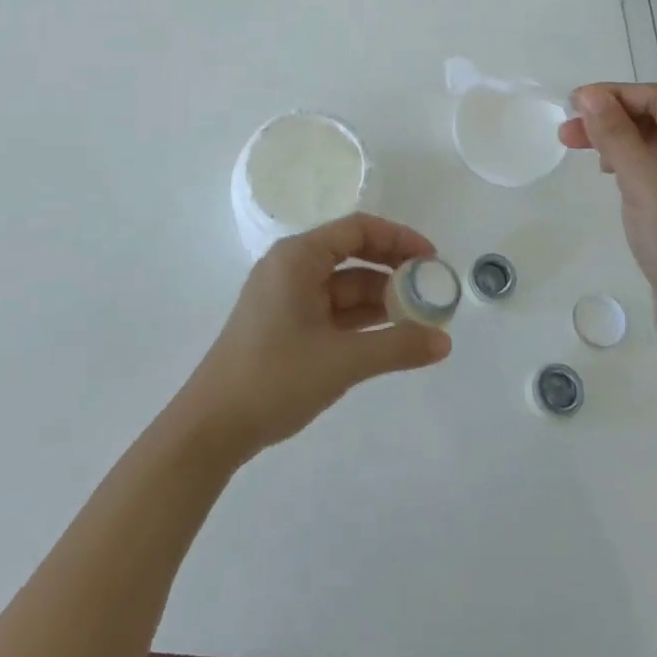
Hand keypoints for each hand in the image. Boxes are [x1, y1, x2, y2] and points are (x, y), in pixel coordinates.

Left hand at [175, 213, 452, 461]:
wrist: (212, 427)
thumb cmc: (274, 378)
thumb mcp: (342, 361)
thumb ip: (397, 347)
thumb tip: (445, 342)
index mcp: (298, 257)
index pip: (357, 229)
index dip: (398, 239)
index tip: (432, 258)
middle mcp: (291, 267)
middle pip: (352, 254)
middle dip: (393, 269)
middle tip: (431, 288)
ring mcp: (286, 297)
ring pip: (344, 286)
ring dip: (380, 298)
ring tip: (420, 317)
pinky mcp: (285, 324)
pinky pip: (332, 309)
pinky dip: (361, 319)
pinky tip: (390, 335)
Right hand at [559, 83, 656, 363]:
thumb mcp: (645, 185)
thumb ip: (616, 135)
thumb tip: (590, 95)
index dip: (613, 96)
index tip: (570, 104)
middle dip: (611, 120)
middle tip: (566, 131)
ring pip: (655, 145)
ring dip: (617, 142)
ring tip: (578, 148)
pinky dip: (631, 166)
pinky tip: (610, 174)